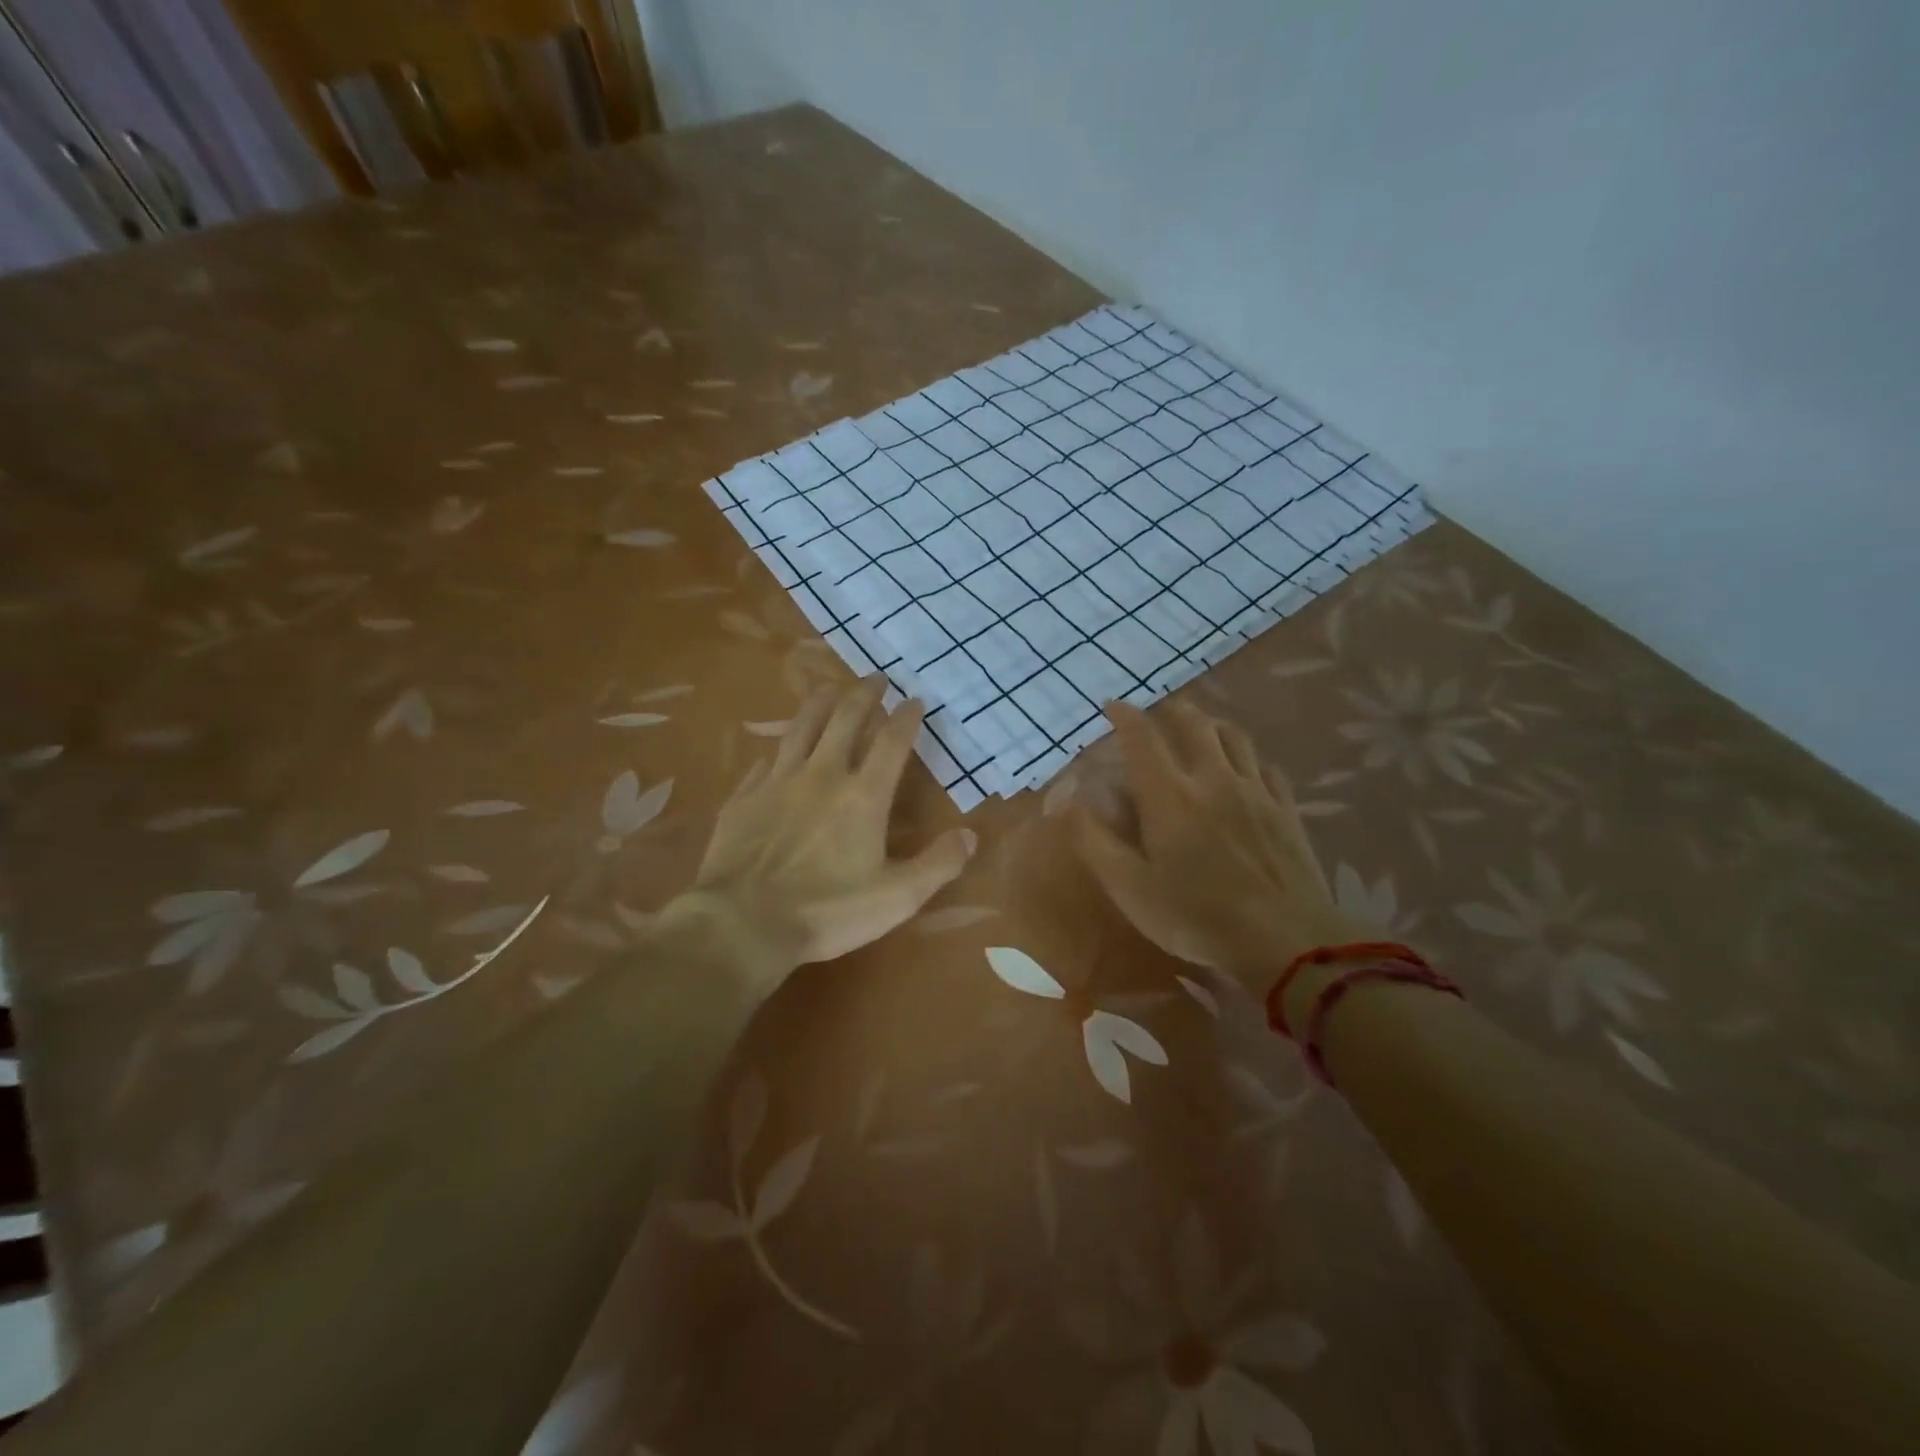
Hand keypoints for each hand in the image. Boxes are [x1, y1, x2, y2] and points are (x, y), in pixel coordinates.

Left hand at [676, 676, 975, 985]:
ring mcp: (778, 783)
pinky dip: (777, 752)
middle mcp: (821, 776)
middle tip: (875, 678)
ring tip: (829, 689)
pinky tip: (776, 752)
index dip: (906, 717)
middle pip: (844, 721)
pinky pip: (764, 764)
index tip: (915, 699)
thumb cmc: (827, 911)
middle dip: (863, 695)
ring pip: (801, 729)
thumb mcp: (897, 897)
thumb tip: (971, 835)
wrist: (743, 922)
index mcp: (862, 796)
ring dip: (819, 705)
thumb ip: (938, 864)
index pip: (891, 742)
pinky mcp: (744, 798)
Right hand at [1071, 700, 1373, 991]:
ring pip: (1233, 736)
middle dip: (1169, 710)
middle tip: (1156, 712)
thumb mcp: (1129, 888)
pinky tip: (1245, 768)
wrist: (1286, 941)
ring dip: (1210, 723)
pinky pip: (1265, 766)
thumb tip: (1066, 802)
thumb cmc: (1196, 916)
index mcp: (1169, 795)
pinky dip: (1247, 757)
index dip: (1124, 715)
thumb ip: (1093, 841)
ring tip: (1199, 727)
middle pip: (1193, 723)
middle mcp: (1212, 779)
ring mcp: (1255, 791)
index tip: (1111, 706)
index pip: (1142, 736)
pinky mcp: (1285, 810)